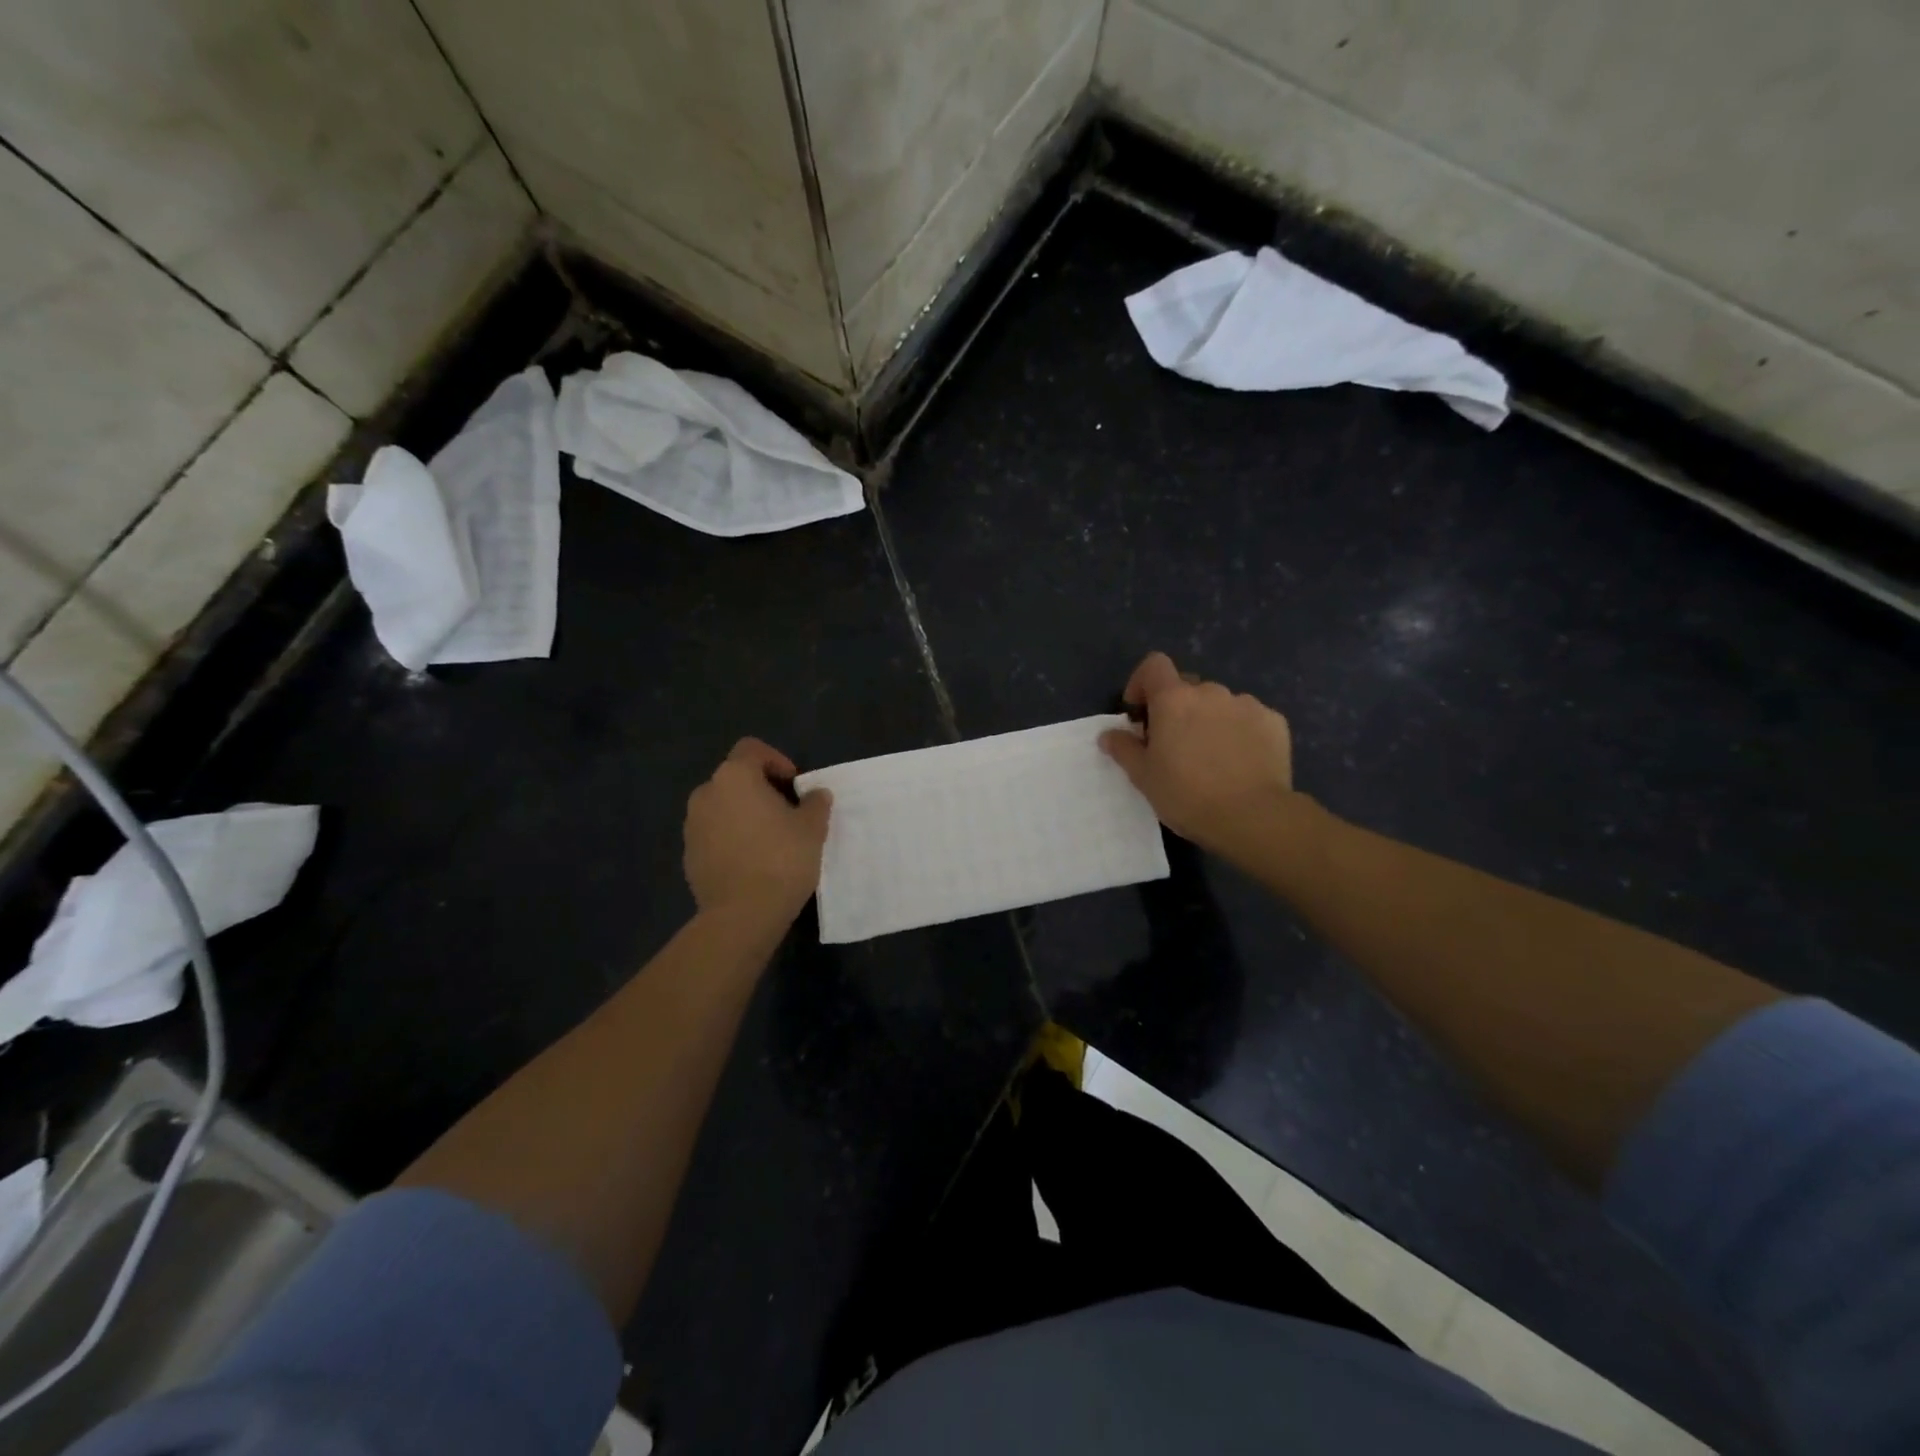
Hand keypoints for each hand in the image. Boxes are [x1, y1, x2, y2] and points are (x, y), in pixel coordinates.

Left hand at [684, 738, 831, 924]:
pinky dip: (731, 838)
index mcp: (735, 777)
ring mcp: (692, 825)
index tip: (794, 785)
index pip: (751, 749)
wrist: (742, 914)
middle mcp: (706, 793)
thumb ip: (815, 803)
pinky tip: (752, 862)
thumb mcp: (812, 828)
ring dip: (743, 814)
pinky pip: (713, 834)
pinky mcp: (688, 854)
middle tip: (786, 812)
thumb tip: (815, 795)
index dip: (776, 760)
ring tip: (769, 839)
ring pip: (722, 807)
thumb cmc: (781, 859)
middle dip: (760, 789)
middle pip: (735, 778)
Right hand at [1100, 652, 1302, 859]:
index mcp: (1174, 700)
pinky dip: (1240, 732)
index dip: (1142, 682)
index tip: (1139, 711)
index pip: (1154, 665)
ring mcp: (1246, 704)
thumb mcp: (1143, 777)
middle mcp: (1211, 692)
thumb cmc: (1187, 795)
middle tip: (1174, 744)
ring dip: (1210, 720)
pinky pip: (1249, 719)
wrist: (1253, 817)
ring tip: (1211, 757)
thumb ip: (1124, 749)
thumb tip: (1109, 734)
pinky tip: (1240, 762)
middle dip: (1177, 708)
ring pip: (1220, 704)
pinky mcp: (1274, 722)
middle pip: (1187, 688)